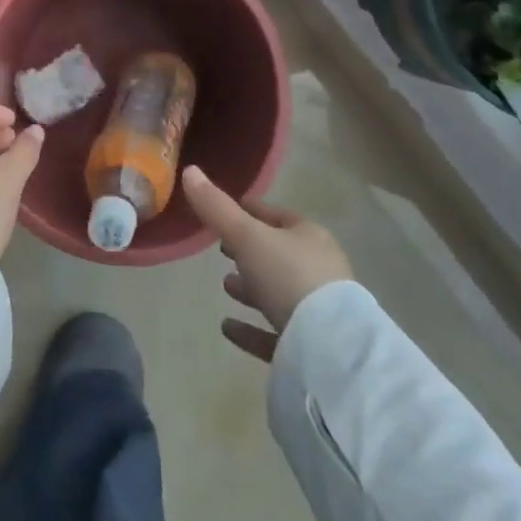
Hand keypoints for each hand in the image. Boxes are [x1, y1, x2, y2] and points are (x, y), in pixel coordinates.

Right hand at [181, 165, 353, 361]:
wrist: (332, 350)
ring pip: (278, 291)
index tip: (222, 212)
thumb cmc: (289, 277)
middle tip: (221, 250)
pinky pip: (276, 331)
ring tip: (225, 285)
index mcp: (308, 235)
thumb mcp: (247, 237)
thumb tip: (189, 171)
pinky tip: (228, 328)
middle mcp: (318, 268)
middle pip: (276, 253)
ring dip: (251, 288)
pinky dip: (252, 328)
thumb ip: (216, 208)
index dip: (247, 210)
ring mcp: (318, 310)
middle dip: (249, 251)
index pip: (273, 215)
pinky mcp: (311, 347)